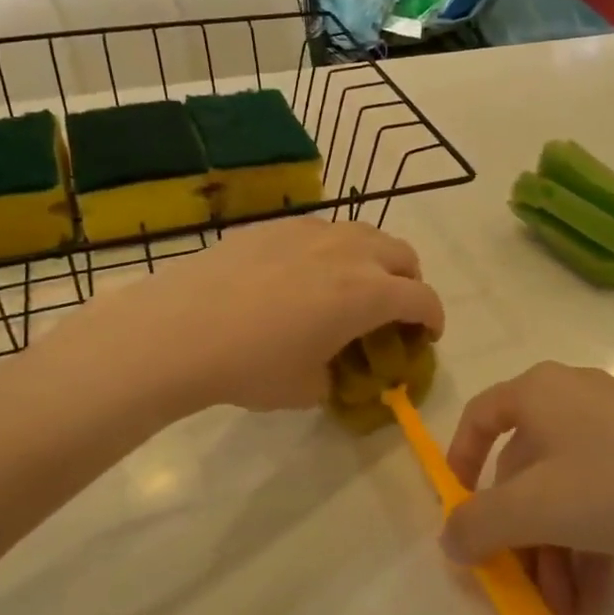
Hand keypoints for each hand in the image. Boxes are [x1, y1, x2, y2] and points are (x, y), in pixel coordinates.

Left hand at [89, 217, 444, 414]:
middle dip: (409, 282)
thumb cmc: (251, 366)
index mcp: (368, 294)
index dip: (434, 318)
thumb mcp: (306, 389)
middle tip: (392, 309)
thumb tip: (335, 370)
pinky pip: (323, 230)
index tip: (427, 335)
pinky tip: (302, 275)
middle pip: (403, 255)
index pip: (423, 299)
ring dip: (374, 259)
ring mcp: (312, 231)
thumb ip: (337, 377)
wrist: (179, 329)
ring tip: (351, 285)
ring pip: (365, 233)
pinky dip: (333, 250)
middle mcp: (350, 252)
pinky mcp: (277, 225)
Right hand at [440, 363, 613, 614]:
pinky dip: (592, 540)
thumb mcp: (535, 510)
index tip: (461, 514)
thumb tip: (450, 539)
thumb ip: (479, 525)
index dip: (460, 463)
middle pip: (526, 469)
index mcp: (538, 392)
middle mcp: (571, 397)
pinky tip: (601, 592)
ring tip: (571, 608)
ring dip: (558, 551)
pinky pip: (601, 491)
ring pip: (566, 489)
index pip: (480, 417)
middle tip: (529, 591)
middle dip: (523, 537)